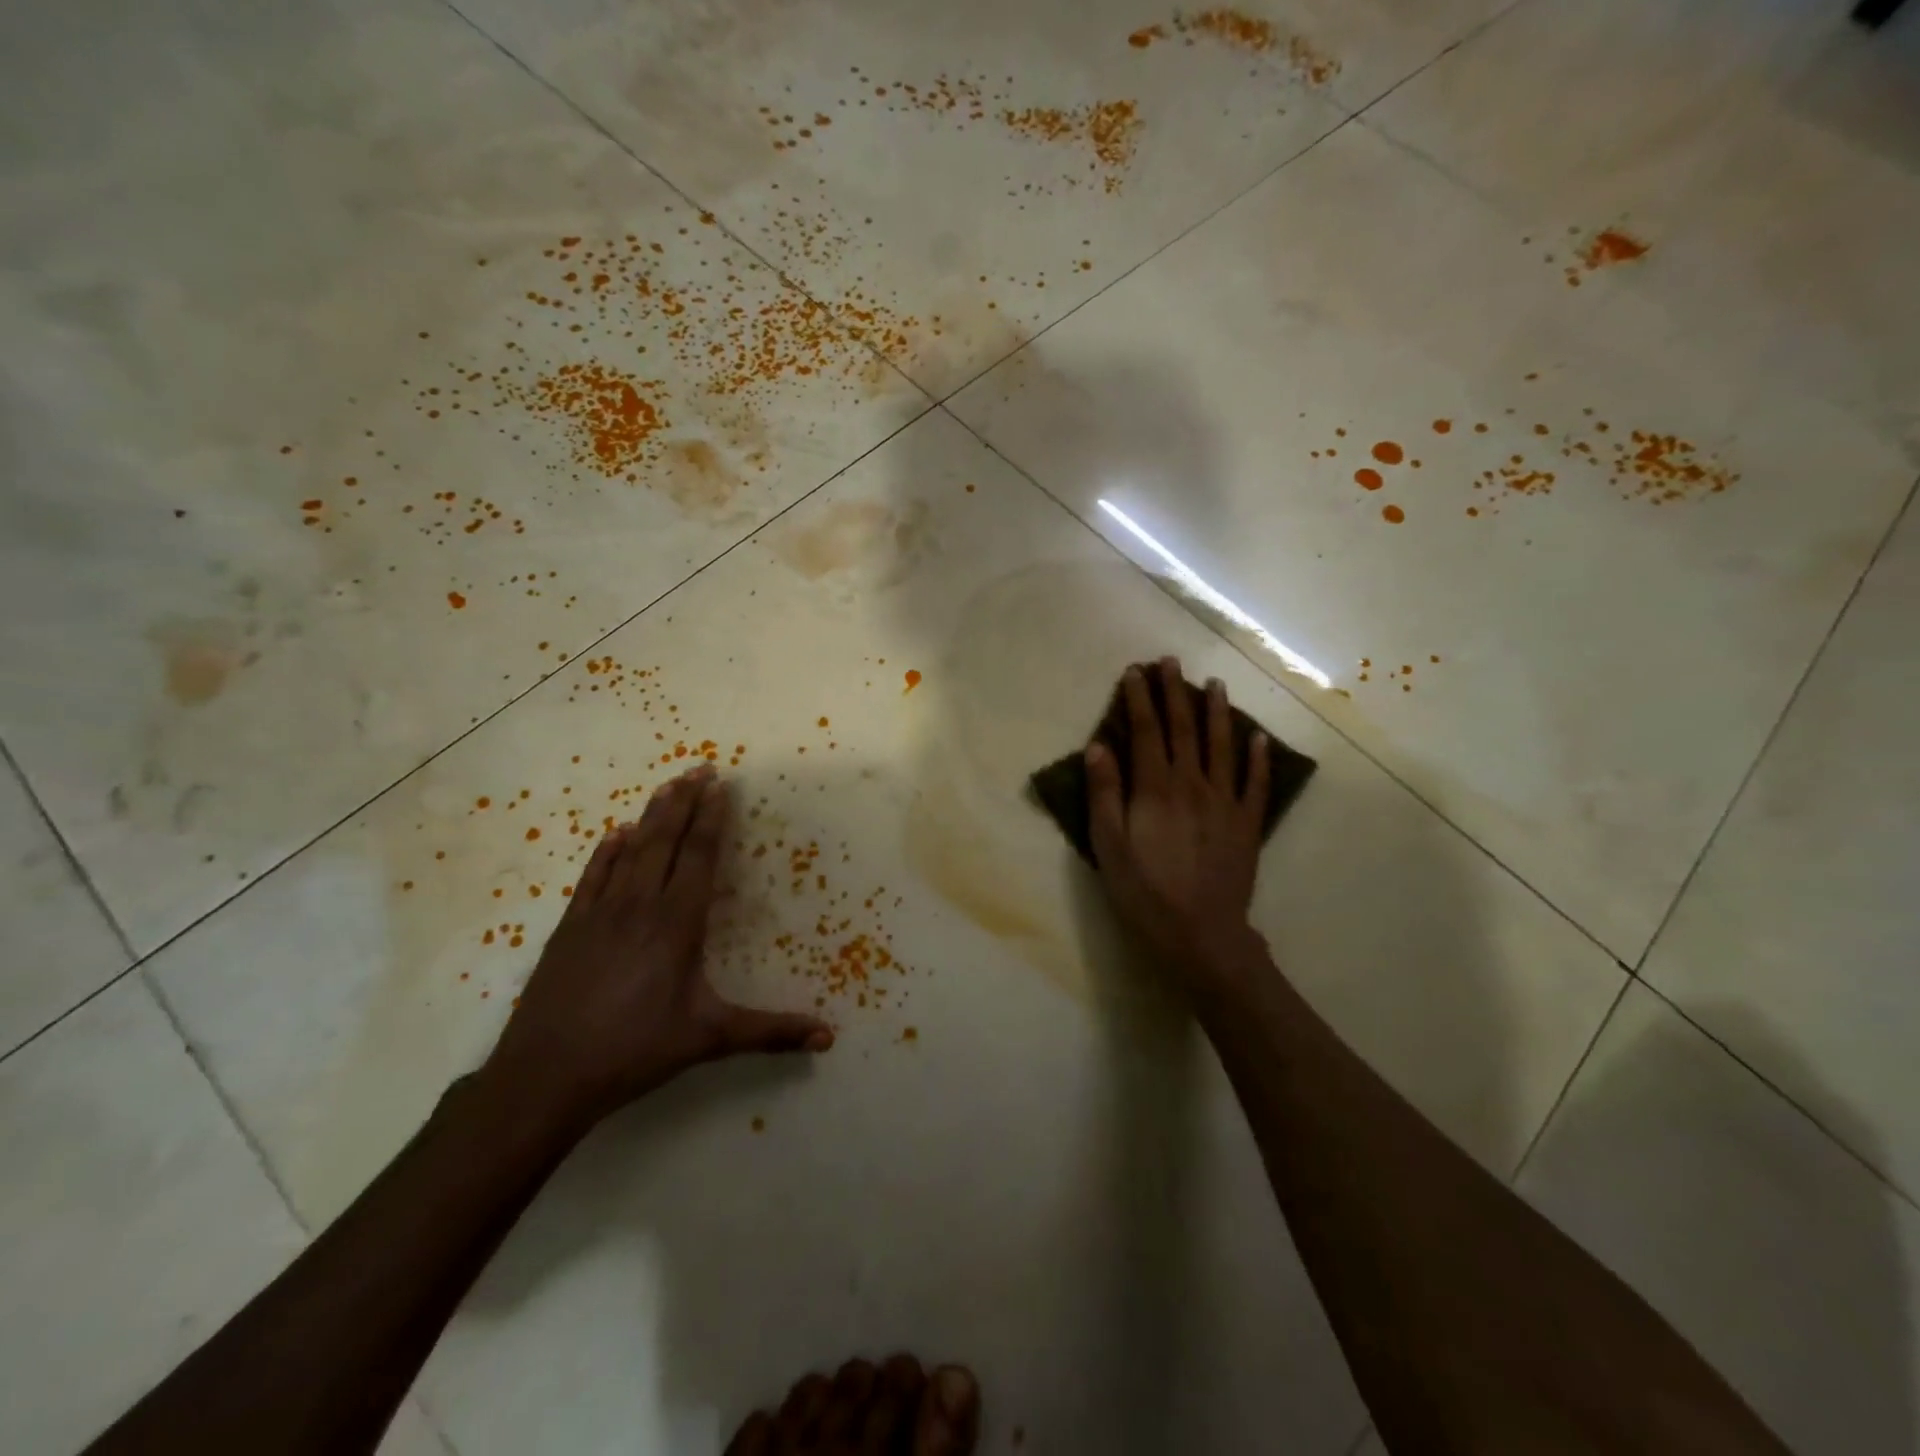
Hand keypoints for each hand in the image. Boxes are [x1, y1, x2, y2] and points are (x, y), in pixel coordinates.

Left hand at [482, 763, 832, 1134]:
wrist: (544, 1077)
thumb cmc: (634, 1052)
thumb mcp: (708, 1039)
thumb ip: (770, 1033)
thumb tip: (828, 1038)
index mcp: (675, 924)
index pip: (698, 857)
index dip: (711, 819)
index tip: (720, 786)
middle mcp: (638, 906)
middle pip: (664, 841)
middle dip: (684, 802)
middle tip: (699, 768)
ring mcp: (599, 914)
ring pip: (629, 852)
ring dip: (650, 817)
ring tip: (666, 786)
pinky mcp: (569, 929)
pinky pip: (592, 877)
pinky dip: (606, 852)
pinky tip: (615, 834)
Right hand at [1086, 659, 1270, 985]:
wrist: (1202, 933)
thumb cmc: (1145, 892)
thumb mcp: (1109, 846)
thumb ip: (1104, 794)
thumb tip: (1098, 746)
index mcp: (1156, 788)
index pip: (1145, 731)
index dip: (1139, 699)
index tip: (1135, 671)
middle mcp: (1192, 784)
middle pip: (1183, 729)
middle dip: (1175, 692)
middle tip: (1172, 662)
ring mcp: (1225, 802)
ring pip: (1222, 746)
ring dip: (1216, 712)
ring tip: (1214, 684)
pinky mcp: (1247, 823)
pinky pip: (1255, 782)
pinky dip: (1258, 757)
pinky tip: (1259, 737)